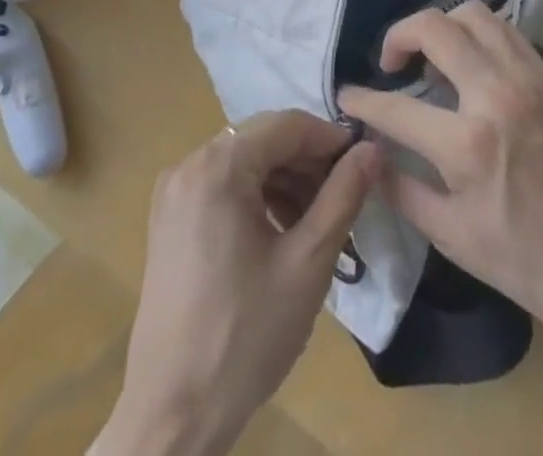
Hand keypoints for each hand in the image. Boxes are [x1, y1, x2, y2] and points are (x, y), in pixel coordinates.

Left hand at [97, 112, 379, 455]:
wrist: (171, 417)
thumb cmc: (244, 336)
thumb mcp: (307, 264)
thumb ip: (343, 196)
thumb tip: (373, 148)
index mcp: (217, 167)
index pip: (286, 125)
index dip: (330, 138)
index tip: (364, 163)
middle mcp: (189, 164)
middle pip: (263, 141)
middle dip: (308, 162)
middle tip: (345, 198)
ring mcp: (174, 192)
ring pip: (245, 163)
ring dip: (286, 181)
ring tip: (319, 221)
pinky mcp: (169, 220)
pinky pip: (223, 186)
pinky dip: (258, 197)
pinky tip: (282, 233)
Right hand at [336, 4, 542, 340]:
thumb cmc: (523, 259)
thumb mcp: (451, 236)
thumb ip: (400, 188)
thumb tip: (367, 152)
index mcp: (468, 145)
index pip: (397, 107)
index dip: (363, 100)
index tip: (347, 96)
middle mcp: (497, 96)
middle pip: (435, 28)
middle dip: (400, 35)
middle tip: (392, 62)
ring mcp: (529, 79)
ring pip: (474, 15)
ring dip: (442, 26)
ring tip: (432, 56)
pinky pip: (506, 31)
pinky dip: (478, 34)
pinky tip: (471, 62)